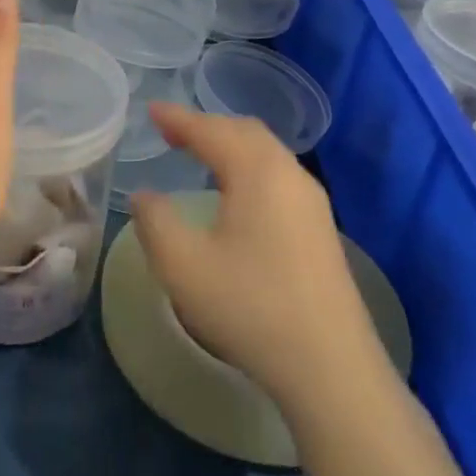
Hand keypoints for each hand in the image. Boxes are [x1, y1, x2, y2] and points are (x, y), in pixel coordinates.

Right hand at [129, 104, 391, 412]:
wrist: (330, 366)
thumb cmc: (249, 306)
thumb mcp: (182, 265)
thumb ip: (155, 220)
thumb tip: (145, 195)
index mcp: (257, 172)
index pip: (211, 130)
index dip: (178, 118)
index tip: (150, 109)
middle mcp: (289, 175)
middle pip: (245, 132)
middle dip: (207, 125)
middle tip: (172, 131)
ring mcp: (312, 202)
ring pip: (266, 153)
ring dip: (230, 145)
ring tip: (200, 154)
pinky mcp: (321, 229)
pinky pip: (278, 175)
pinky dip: (248, 166)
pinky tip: (236, 192)